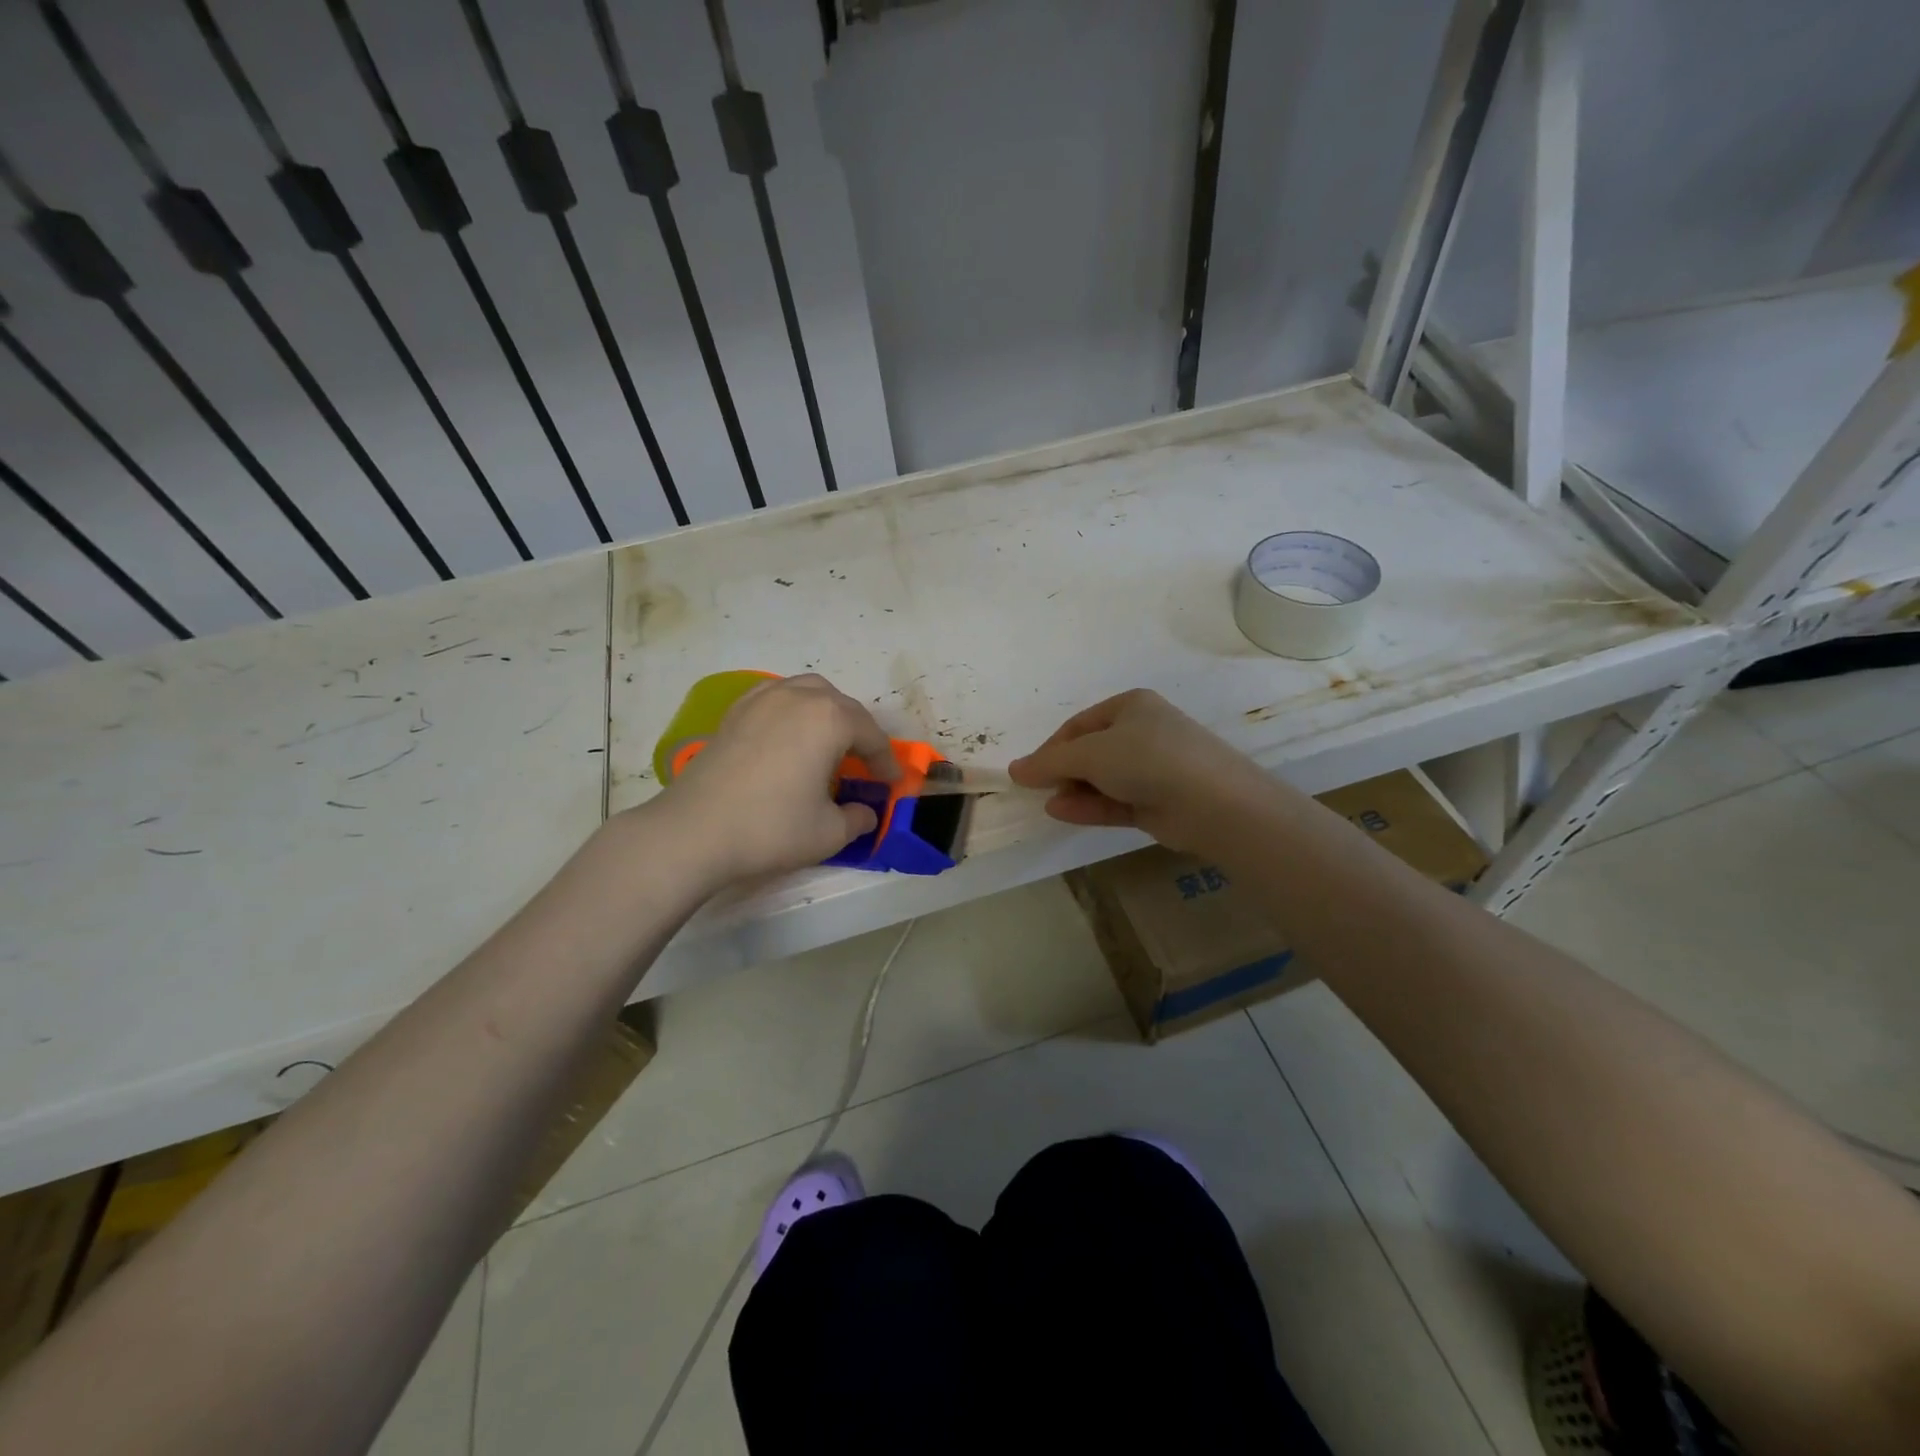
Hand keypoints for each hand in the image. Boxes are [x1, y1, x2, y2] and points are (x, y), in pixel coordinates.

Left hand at [646, 673, 898, 886]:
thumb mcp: (829, 833)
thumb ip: (857, 819)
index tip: (892, 782)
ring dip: (827, 713)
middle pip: (843, 707)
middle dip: (860, 733)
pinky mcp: (735, 711)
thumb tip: (865, 813)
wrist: (694, 831)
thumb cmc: (771, 828)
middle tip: (864, 763)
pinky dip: (793, 710)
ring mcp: (763, 699)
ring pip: (809, 692)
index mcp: (830, 719)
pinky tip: (789, 735)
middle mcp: (799, 697)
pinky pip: (777, 697)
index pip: (871, 736)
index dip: (886, 762)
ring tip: (829, 742)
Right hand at [1008, 689, 1273, 852]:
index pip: (1079, 725)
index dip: (1051, 748)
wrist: (1213, 802)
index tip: (1029, 771)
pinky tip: (1062, 813)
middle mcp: (1142, 733)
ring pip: (1103, 779)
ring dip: (1074, 791)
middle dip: (1063, 771)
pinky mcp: (1158, 801)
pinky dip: (1090, 806)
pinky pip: (1115, 801)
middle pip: (1090, 752)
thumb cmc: (1148, 759)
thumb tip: (1015, 769)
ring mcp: (1153, 769)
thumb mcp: (1091, 754)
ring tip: (1048, 804)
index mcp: (1130, 706)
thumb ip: (1050, 762)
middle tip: (1039, 790)